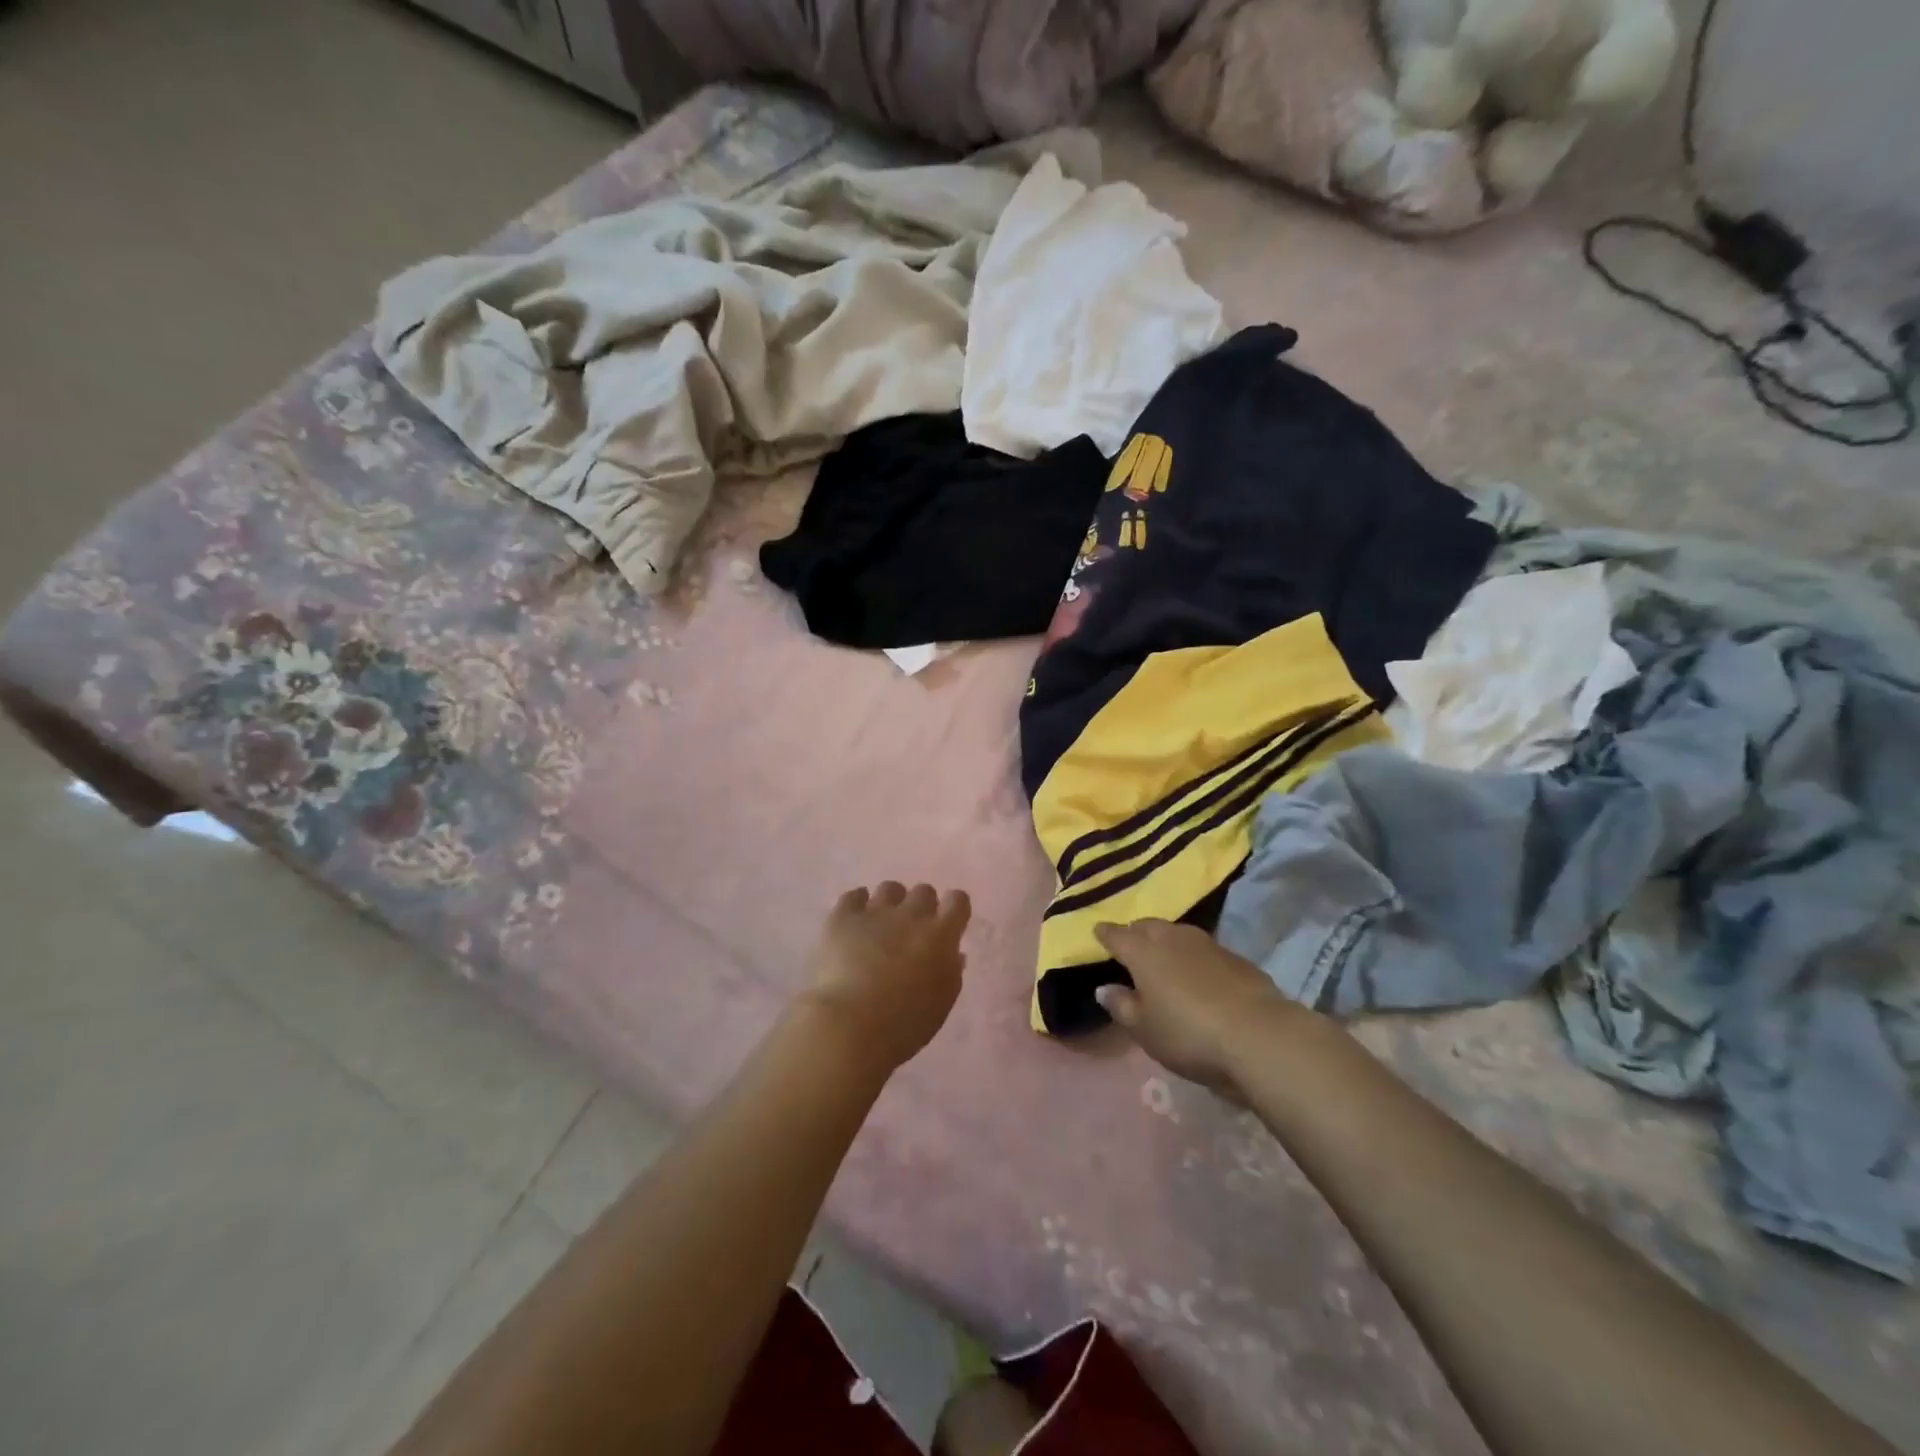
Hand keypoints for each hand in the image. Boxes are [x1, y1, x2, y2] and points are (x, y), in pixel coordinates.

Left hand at [799, 882, 971, 1072]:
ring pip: (890, 889)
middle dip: (921, 907)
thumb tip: (953, 953)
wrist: (847, 1025)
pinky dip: (857, 905)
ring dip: (890, 904)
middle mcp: (911, 914)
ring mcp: (875, 912)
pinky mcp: (842, 917)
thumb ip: (950, 973)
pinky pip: (854, 896)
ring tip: (880, 927)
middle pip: (923, 892)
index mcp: (941, 935)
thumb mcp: (940, 1005)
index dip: (954, 909)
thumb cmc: (903, 1025)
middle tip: (911, 932)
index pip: (958, 901)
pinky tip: (854, 923)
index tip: (949, 923)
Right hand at [1093, 919, 1308, 1097]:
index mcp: (1143, 952)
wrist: (1258, 1034)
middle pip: (1147, 926)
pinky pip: (1203, 948)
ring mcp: (1207, 944)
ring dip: (1166, 940)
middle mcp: (1172, 938)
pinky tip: (1197, 972)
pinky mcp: (1236, 957)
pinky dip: (1193, 955)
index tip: (1097, 932)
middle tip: (1130, 943)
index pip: (1117, 935)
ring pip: (1177, 933)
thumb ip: (1121, 1006)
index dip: (1105, 934)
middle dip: (1135, 932)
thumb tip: (1104, 988)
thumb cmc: (1188, 1033)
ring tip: (1162, 954)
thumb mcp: (1144, 1030)